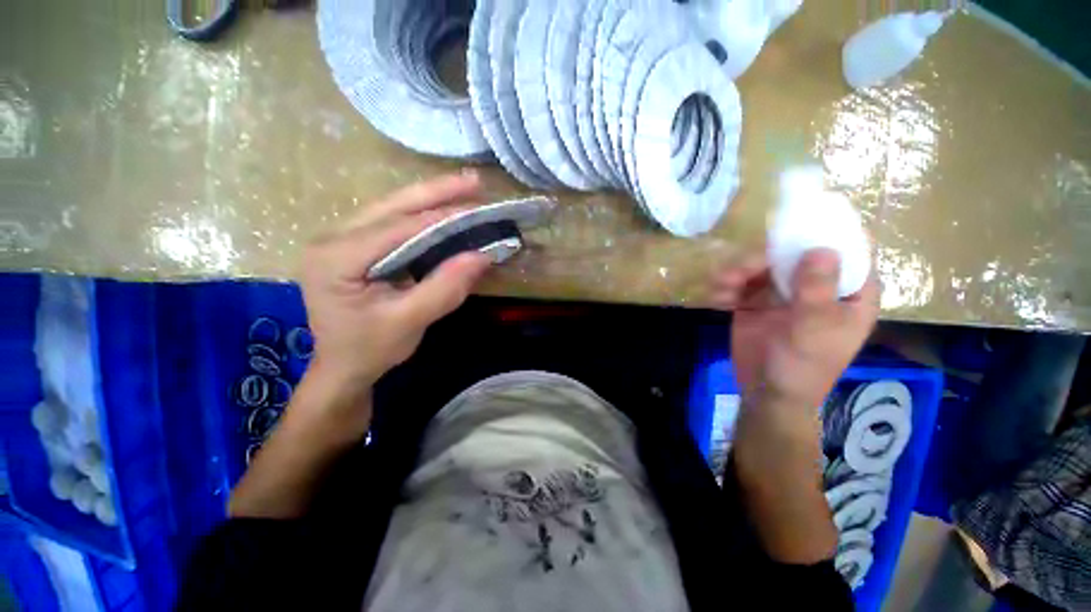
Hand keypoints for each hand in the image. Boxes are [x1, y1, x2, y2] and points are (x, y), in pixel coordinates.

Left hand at [300, 171, 491, 396]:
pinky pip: (392, 222)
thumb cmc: (371, 349)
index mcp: (337, 258)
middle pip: (391, 205)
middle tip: (473, 181)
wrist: (344, 366)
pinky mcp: (355, 246)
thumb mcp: (410, 322)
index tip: (479, 211)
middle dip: (435, 191)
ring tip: (464, 187)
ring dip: (430, 197)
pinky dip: (421, 213)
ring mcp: (341, 239)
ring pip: (391, 208)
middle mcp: (333, 239)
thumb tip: (482, 256)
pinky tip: (442, 207)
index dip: (441, 218)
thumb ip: (445, 288)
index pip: (398, 228)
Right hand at [710, 249, 877, 563]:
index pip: (852, 249)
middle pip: (796, 252)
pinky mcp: (755, 301)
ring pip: (763, 265)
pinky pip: (741, 282)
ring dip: (739, 271)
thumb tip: (820, 247)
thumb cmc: (803, 366)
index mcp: (847, 292)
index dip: (832, 229)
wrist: (766, 392)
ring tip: (723, 284)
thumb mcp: (813, 329)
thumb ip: (816, 290)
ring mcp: (783, 292)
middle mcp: (816, 286)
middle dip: (767, 255)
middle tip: (743, 267)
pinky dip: (727, 286)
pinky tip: (718, 297)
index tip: (804, 214)